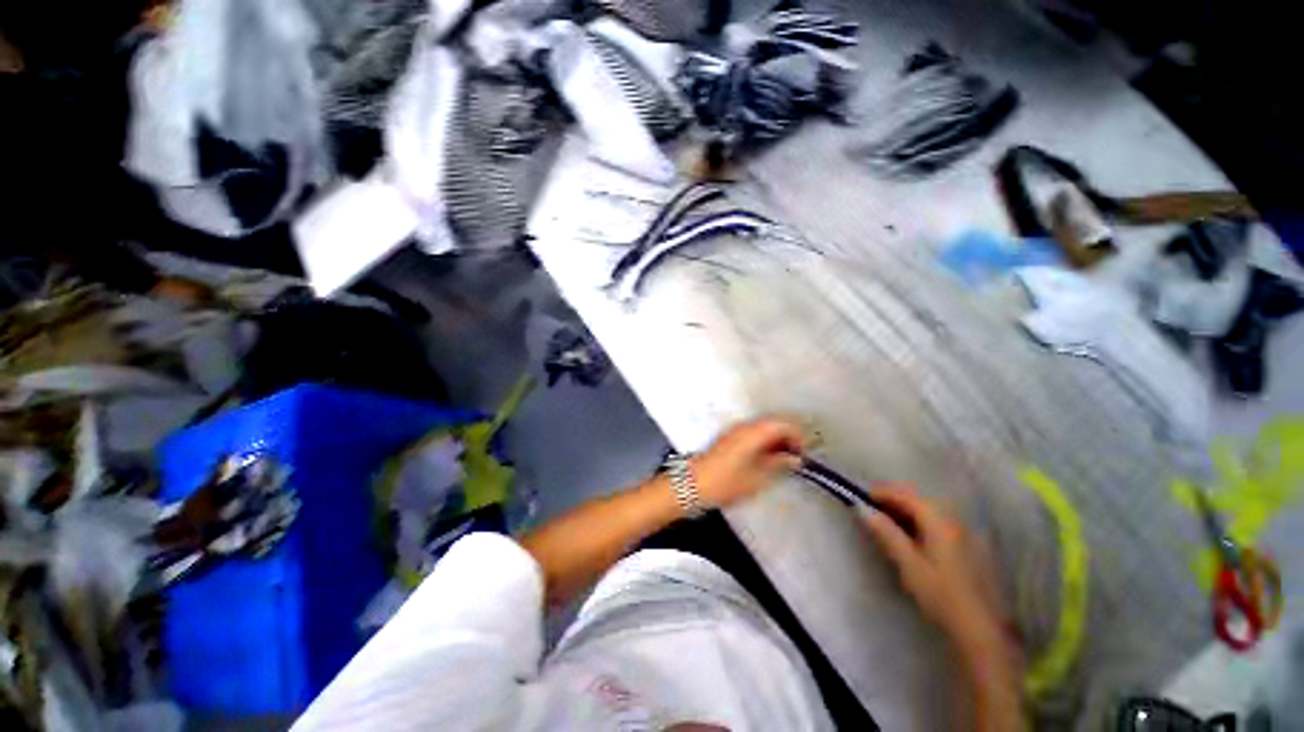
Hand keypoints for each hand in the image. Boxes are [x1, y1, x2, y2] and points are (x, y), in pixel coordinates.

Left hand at [691, 418, 804, 507]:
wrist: (692, 484)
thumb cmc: (727, 482)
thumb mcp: (757, 477)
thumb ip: (778, 464)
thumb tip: (794, 459)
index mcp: (754, 432)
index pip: (783, 424)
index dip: (798, 436)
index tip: (804, 454)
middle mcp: (745, 426)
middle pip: (773, 423)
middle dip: (788, 437)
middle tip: (796, 457)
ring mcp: (735, 431)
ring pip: (763, 428)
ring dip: (776, 440)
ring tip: (784, 461)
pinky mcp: (729, 439)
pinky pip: (753, 434)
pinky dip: (764, 442)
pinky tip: (767, 459)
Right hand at [859, 484, 1014, 660]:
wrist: (982, 629)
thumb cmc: (942, 595)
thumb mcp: (908, 564)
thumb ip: (886, 533)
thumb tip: (863, 509)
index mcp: (939, 520)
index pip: (905, 495)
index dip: (881, 492)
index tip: (859, 498)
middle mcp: (953, 520)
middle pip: (917, 499)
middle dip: (892, 500)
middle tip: (869, 510)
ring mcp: (964, 532)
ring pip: (927, 510)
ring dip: (904, 511)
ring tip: (884, 523)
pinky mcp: (968, 546)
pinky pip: (937, 522)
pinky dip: (918, 522)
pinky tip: (909, 537)